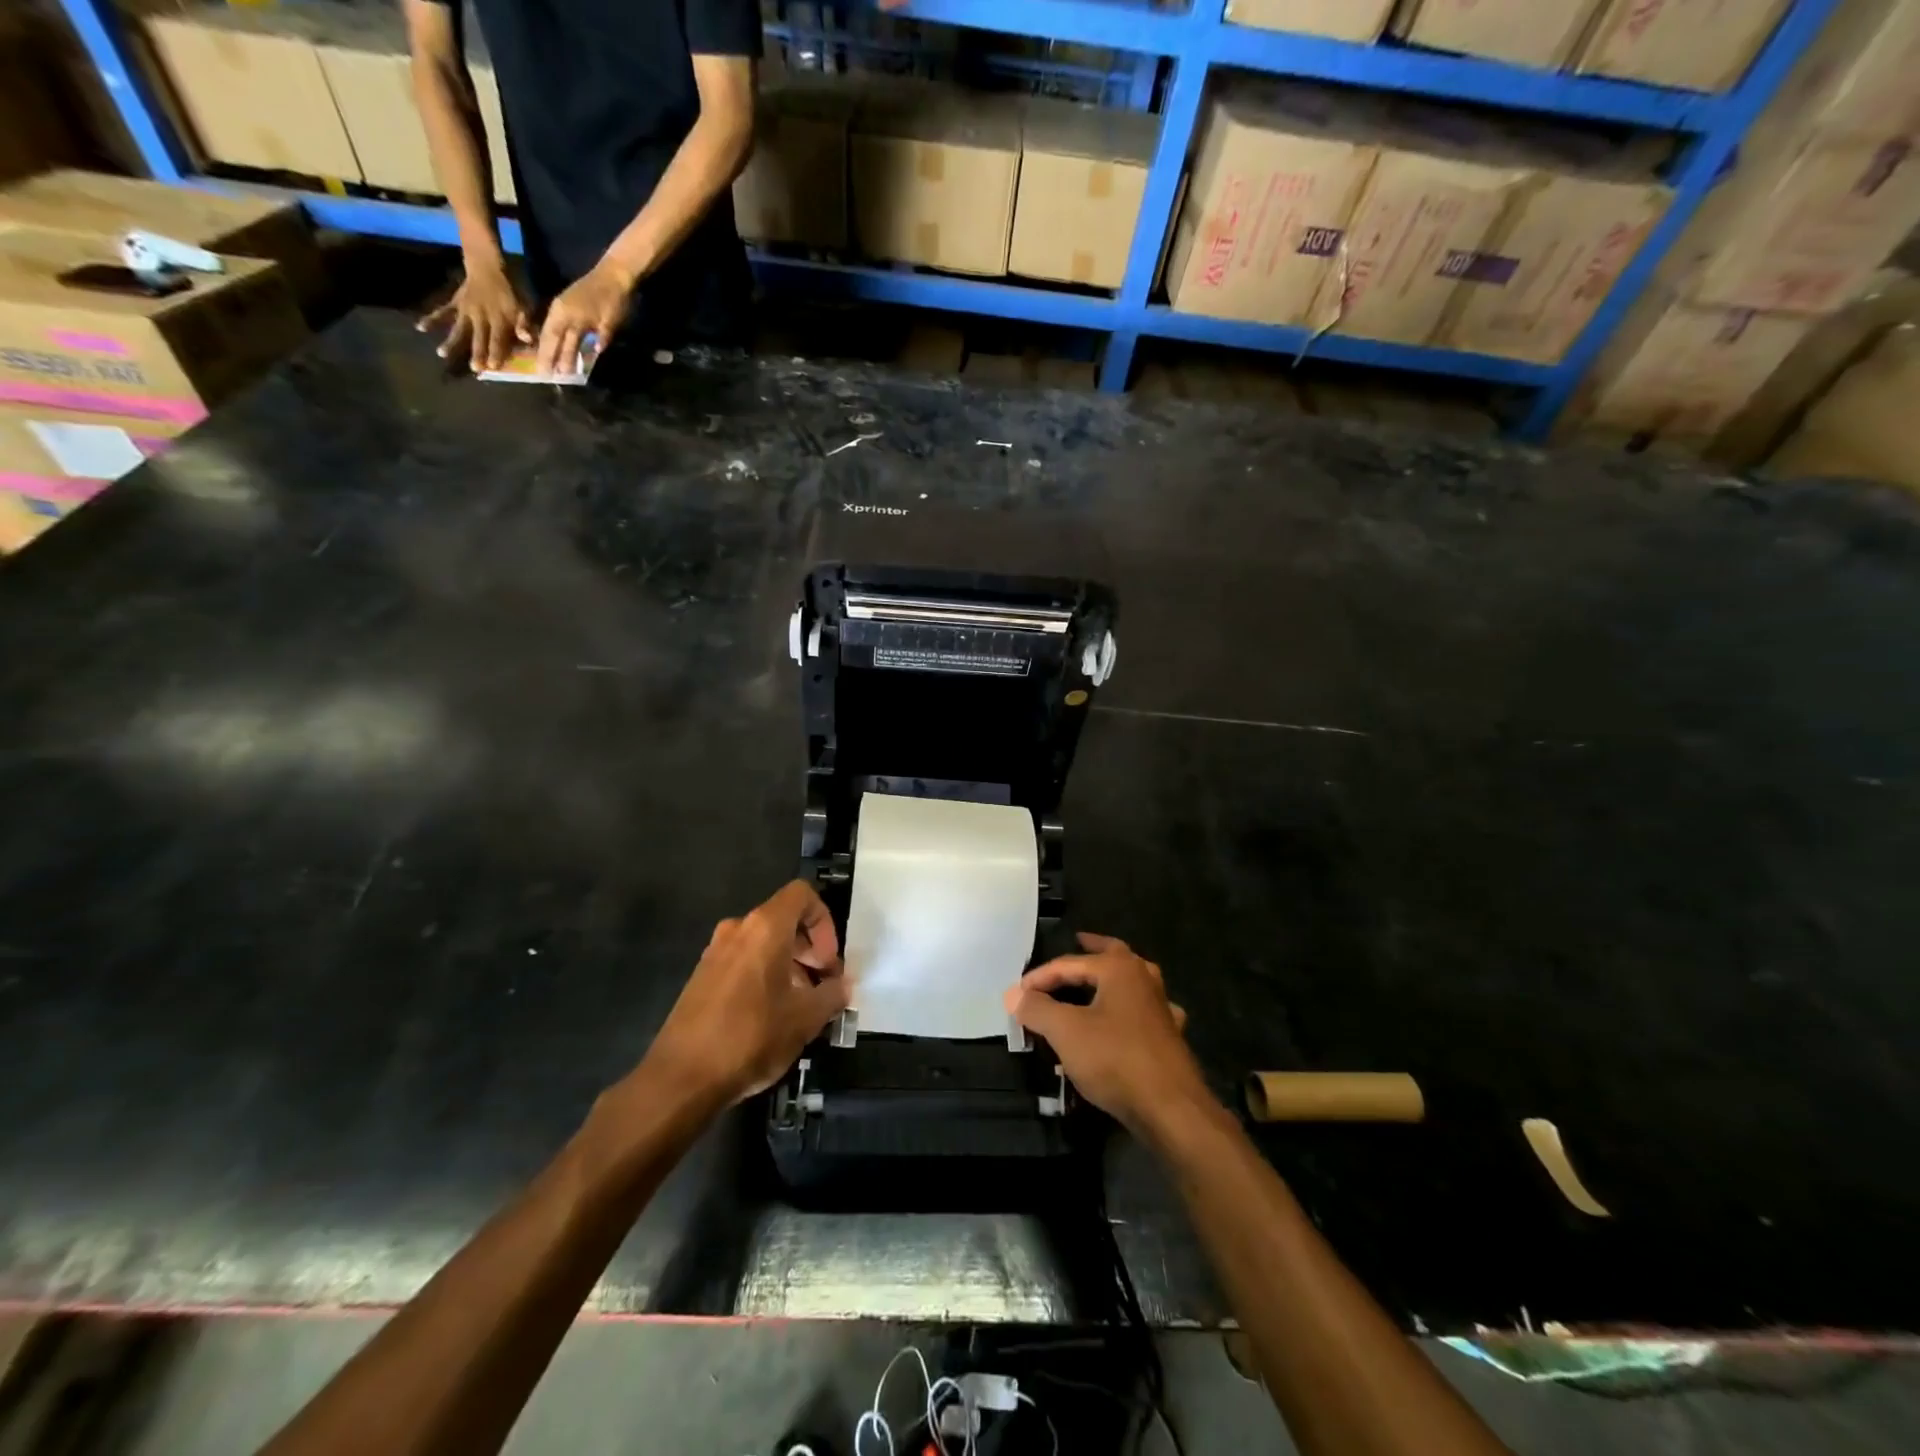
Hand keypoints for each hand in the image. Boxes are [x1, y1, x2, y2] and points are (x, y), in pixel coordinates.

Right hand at [418, 258, 530, 372]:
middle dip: (477, 353)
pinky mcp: (455, 303)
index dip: (496, 352)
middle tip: (473, 368)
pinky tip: (420, 327)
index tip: (492, 366)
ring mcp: (466, 310)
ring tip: (441, 354)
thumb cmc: (510, 289)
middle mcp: (481, 316)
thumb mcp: (524, 305)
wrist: (487, 265)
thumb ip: (524, 323)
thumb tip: (527, 339)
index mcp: (500, 319)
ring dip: (451, 341)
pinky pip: (443, 311)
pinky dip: (432, 319)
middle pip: (479, 337)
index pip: (498, 339)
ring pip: (459, 328)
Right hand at [536, 260, 634, 375]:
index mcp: (566, 313)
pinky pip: (564, 329)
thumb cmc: (613, 298)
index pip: (553, 339)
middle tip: (544, 375)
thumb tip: (595, 351)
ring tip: (555, 370)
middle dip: (548, 356)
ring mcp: (565, 309)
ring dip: (556, 351)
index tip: (544, 373)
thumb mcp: (609, 320)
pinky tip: (564, 353)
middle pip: (551, 338)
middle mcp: (560, 312)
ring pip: (558, 335)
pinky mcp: (572, 309)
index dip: (548, 357)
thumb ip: (602, 336)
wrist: (615, 276)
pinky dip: (563, 342)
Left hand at [645, 880, 850, 1107]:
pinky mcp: (702, 977)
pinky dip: (765, 976)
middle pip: (785, 920)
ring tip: (801, 1006)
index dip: (825, 922)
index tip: (829, 962)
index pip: (803, 895)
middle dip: (811, 948)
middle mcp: (738, 929)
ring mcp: (715, 952)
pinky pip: (744, 962)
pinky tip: (772, 1017)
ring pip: (764, 943)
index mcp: (765, 928)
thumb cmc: (750, 1037)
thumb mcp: (805, 1019)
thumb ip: (832, 995)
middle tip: (824, 986)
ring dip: (790, 965)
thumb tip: (842, 986)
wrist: (680, 1079)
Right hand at [1005, 933, 1207, 1132]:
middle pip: (1113, 954)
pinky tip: (1126, 1020)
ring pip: (1132, 981)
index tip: (1017, 994)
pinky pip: (1143, 1012)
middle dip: (1093, 949)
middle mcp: (1143, 979)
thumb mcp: (1066, 1032)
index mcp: (1119, 969)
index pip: (1069, 963)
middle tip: (1077, 941)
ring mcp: (1161, 1007)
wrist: (1171, 1108)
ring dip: (1111, 978)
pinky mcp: (1169, 1036)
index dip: (1040, 977)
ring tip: (1095, 979)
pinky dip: (1129, 1010)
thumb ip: (1037, 1009)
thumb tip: (1013, 994)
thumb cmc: (1115, 1059)